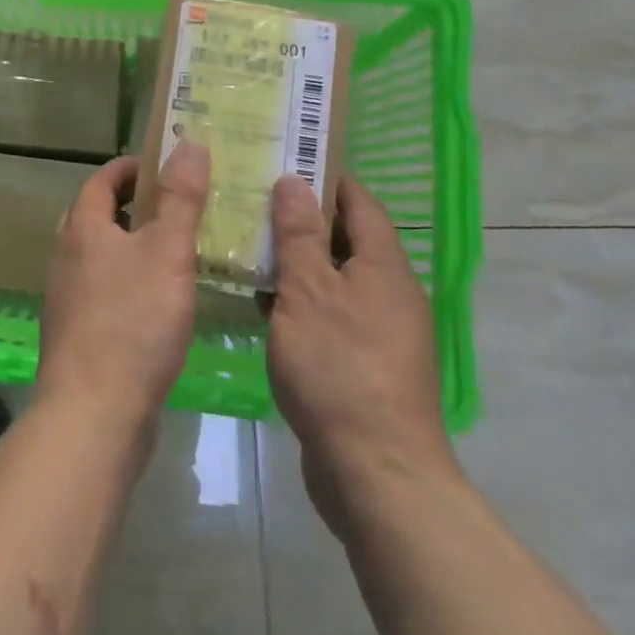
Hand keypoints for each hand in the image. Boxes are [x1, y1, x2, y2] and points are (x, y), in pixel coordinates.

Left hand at [37, 142, 209, 434]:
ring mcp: (68, 298)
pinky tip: (159, 301)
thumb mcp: (167, 252)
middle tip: (174, 204)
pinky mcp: (78, 334)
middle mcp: (66, 257)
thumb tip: (188, 142)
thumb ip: (180, 198)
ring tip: (174, 249)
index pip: (101, 181)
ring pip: (100, 256)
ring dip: (132, 245)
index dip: (130, 168)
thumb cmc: (132, 322)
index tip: (163, 164)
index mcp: (83, 230)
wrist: (94, 412)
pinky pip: (104, 290)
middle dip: (131, 205)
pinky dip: (129, 281)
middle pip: (96, 216)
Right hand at [267, 173, 461, 541]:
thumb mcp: (309, 292)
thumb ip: (300, 236)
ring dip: (296, 262)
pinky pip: (329, 314)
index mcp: (384, 266)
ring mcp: (379, 331)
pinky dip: (299, 301)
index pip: (358, 202)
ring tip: (246, 244)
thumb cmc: (340, 369)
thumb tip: (294, 181)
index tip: (283, 160)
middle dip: (301, 218)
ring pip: (333, 278)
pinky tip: (261, 303)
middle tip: (250, 200)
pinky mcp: (363, 363)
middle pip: (345, 239)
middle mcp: (389, 292)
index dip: (325, 177)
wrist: (376, 473)